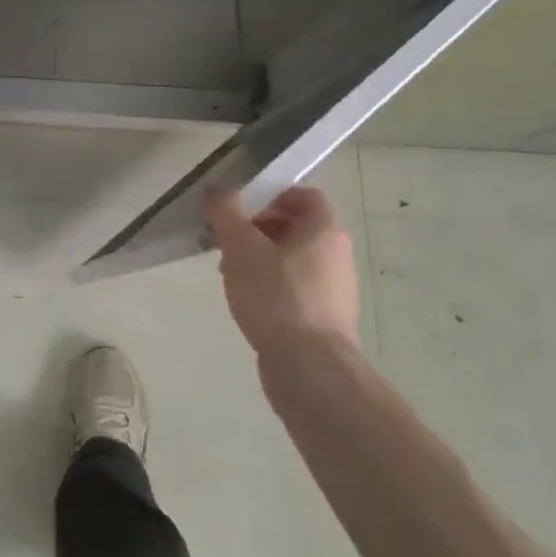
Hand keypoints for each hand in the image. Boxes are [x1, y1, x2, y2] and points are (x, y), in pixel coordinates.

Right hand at [204, 186, 361, 360]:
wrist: (309, 367)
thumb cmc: (277, 296)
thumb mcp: (241, 246)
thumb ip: (226, 212)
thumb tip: (218, 188)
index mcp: (325, 230)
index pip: (305, 195)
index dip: (273, 195)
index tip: (242, 208)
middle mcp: (337, 255)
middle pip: (298, 227)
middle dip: (259, 229)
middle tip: (229, 241)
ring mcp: (335, 290)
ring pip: (294, 260)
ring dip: (262, 259)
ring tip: (231, 274)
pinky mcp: (326, 319)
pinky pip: (296, 289)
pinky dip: (273, 287)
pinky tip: (249, 302)